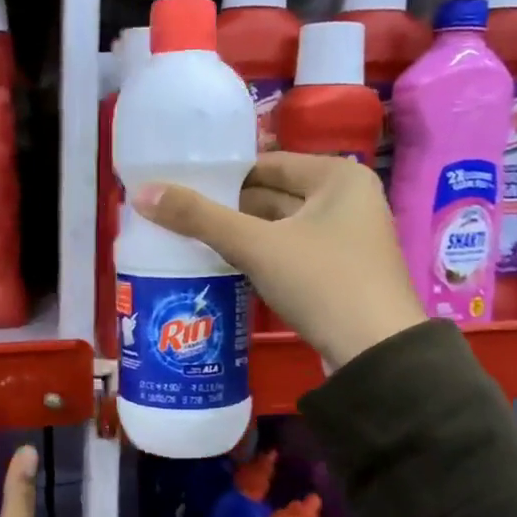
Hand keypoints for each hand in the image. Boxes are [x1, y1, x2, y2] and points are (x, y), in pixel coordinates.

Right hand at [131, 152, 424, 372]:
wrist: (374, 354)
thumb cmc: (322, 282)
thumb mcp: (256, 246)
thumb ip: (199, 218)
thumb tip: (142, 193)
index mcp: (338, 177)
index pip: (268, 163)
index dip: (223, 174)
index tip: (181, 186)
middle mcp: (348, 200)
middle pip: (274, 195)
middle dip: (229, 208)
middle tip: (178, 216)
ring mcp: (347, 239)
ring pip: (281, 227)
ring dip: (242, 235)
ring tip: (190, 240)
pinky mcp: (340, 274)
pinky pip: (290, 254)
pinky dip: (261, 257)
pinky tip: (225, 267)